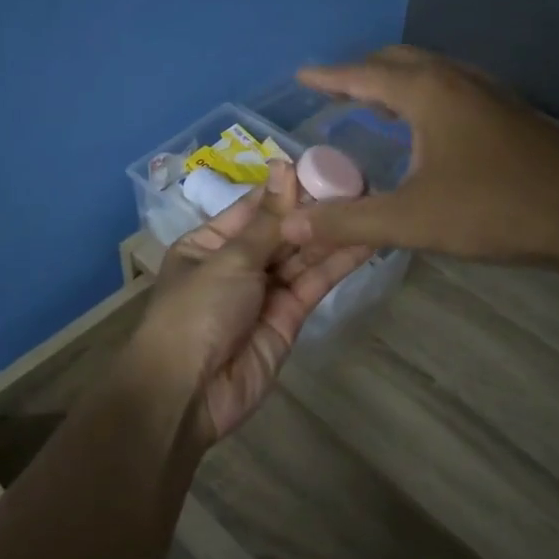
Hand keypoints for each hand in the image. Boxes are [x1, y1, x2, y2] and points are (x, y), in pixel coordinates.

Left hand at [122, 159, 370, 445]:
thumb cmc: (195, 312)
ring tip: (370, 202)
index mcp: (210, 243)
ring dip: (332, 232)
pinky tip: (365, 239)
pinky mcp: (290, 317)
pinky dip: (338, 263)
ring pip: (303, 255)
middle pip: (282, 230)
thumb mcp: (229, 259)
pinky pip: (314, 282)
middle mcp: (238, 263)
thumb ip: (268, 221)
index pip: (254, 207)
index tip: (324, 164)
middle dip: (315, 209)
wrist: (188, 393)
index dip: (287, 187)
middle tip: (359, 180)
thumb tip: (284, 167)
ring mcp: (265, 291)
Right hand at [280, 46, 558, 263]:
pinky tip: (424, 128)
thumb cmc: (496, 209)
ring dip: (393, 83)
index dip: (329, 77)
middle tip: (333, 93)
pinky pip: (450, 89)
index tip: (302, 77)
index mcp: (427, 91)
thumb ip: (349, 221)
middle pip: (397, 62)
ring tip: (370, 105)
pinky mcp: (508, 112)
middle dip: (360, 73)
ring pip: (428, 73)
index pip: (363, 74)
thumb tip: (293, 226)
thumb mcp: (412, 219)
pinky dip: (421, 96)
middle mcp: (456, 78)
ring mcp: (488, 92)